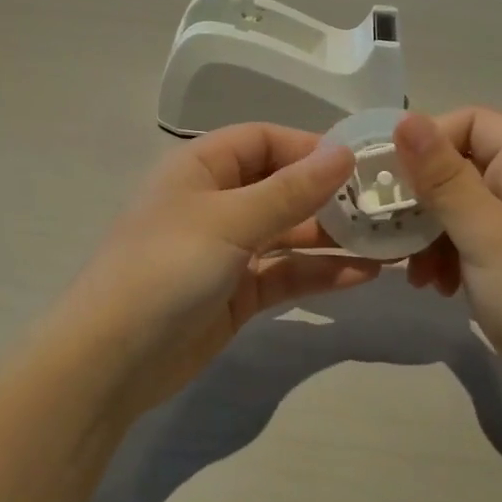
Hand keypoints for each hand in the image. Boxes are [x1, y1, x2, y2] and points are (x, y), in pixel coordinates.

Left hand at [60, 123, 380, 418]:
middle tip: (387, 205)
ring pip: (290, 233)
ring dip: (334, 237)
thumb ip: (290, 190)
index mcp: (201, 168)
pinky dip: (321, 274)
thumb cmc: (165, 269)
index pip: (263, 140)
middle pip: (282, 186)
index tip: (361, 162)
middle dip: (331, 195)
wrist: (111, 361)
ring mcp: (228, 250)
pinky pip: (286, 274)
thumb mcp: (229, 221)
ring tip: (389, 241)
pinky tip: (365, 276)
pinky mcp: (238, 294)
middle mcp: (216, 202)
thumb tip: (344, 152)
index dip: (310, 146)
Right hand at [394, 109, 501, 401]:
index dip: (431, 139)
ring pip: (458, 204)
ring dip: (428, 230)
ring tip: (413, 270)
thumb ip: (442, 177)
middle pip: (462, 163)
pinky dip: (443, 255)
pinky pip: (466, 237)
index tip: (394, 175)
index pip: (475, 122)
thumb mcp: (485, 234)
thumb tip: (403, 118)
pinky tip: (432, 285)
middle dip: (423, 194)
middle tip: (390, 226)